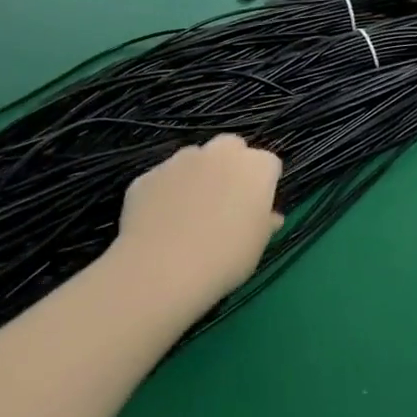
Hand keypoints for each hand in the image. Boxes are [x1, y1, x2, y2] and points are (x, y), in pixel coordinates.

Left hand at [110, 136, 282, 309]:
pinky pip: (163, 179)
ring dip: (197, 175)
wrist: (162, 269)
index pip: (269, 164)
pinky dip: (165, 192)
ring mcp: (180, 161)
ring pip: (194, 159)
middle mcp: (220, 154)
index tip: (257, 206)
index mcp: (256, 168)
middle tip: (226, 199)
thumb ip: (265, 223)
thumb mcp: (258, 246)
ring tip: (189, 211)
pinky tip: (161, 221)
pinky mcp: (148, 176)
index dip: (264, 183)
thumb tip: (269, 217)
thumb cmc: (225, 258)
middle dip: (231, 165)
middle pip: (231, 147)